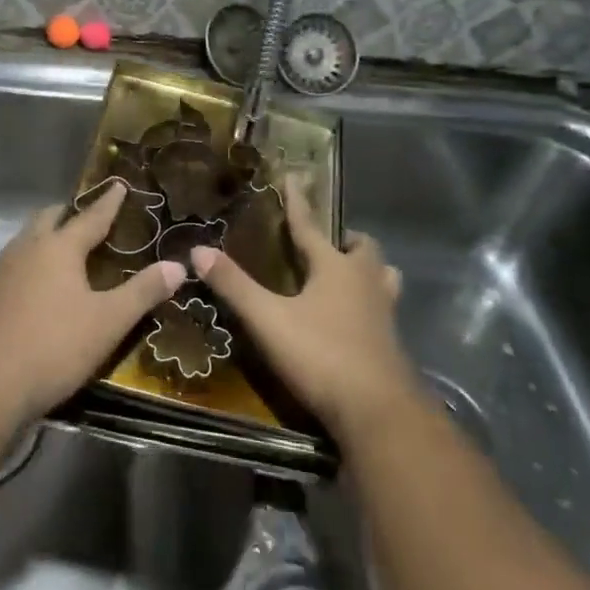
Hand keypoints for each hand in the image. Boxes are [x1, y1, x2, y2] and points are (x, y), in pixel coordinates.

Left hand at [0, 181, 183, 423]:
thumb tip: (179, 266)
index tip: (118, 184)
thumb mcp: (107, 322)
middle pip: (48, 219)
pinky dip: (30, 267)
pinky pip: (12, 268)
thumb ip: (143, 292)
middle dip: (69, 214)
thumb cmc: (51, 347)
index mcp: (58, 248)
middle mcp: (26, 250)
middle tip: (88, 218)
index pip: (90, 216)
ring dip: (46, 239)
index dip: (108, 202)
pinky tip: (37, 291)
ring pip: (26, 242)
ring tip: (65, 253)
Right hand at [192, 184, 416, 440]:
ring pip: (383, 276)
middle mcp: (366, 282)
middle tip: (327, 243)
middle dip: (345, 240)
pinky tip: (353, 320)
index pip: (310, 225)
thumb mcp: (269, 320)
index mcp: (336, 268)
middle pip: (363, 248)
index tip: (293, 177)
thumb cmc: (322, 355)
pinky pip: (383, 307)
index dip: (298, 202)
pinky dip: (369, 302)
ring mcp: (384, 312)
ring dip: (366, 270)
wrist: (378, 412)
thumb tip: (198, 250)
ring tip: (346, 276)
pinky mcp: (391, 342)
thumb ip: (234, 286)